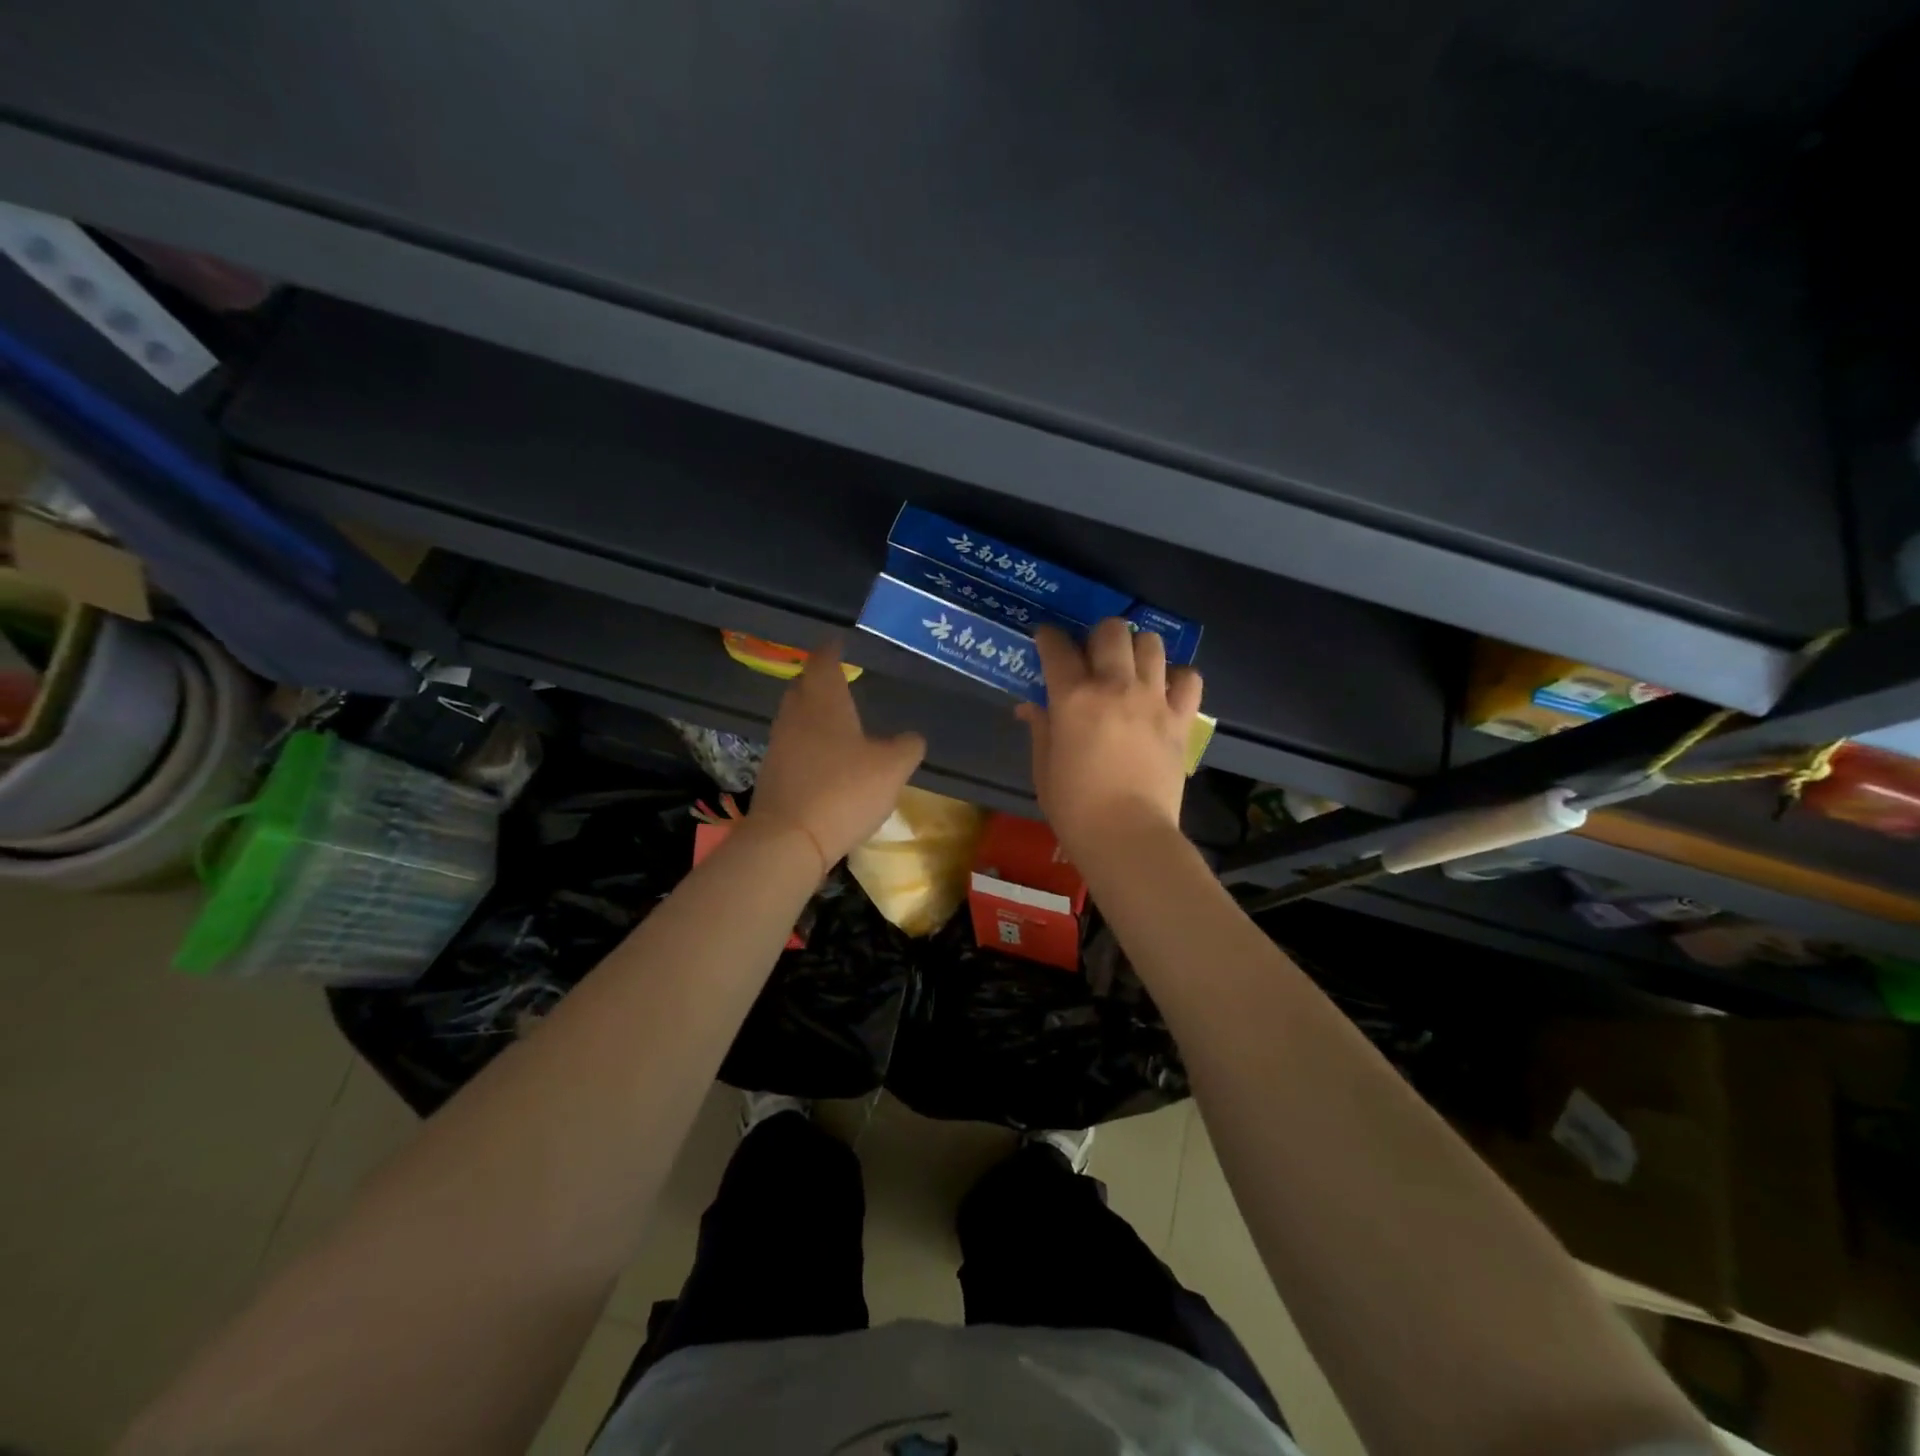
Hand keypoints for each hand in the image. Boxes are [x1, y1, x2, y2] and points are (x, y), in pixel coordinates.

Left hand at [748, 639, 926, 869]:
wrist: (789, 840)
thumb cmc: (844, 791)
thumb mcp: (892, 768)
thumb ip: (907, 746)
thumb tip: (911, 737)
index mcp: (824, 702)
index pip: (823, 662)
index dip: (831, 650)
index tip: (839, 643)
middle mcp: (796, 716)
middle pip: (803, 686)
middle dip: (819, 679)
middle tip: (838, 679)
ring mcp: (779, 745)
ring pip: (796, 717)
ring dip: (813, 713)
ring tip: (836, 718)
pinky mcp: (773, 774)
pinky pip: (793, 746)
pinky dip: (808, 743)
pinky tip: (825, 758)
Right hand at [1017, 620, 1203, 857]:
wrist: (1127, 836)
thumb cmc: (1074, 807)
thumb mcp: (1044, 766)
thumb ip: (1041, 728)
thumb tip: (1032, 707)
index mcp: (1073, 697)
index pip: (1057, 646)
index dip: (1048, 637)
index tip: (1046, 640)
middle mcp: (1115, 686)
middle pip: (1112, 630)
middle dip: (1097, 635)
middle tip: (1091, 656)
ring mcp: (1153, 700)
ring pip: (1152, 643)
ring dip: (1137, 649)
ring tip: (1130, 668)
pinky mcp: (1181, 719)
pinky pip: (1189, 678)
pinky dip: (1177, 677)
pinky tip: (1164, 690)